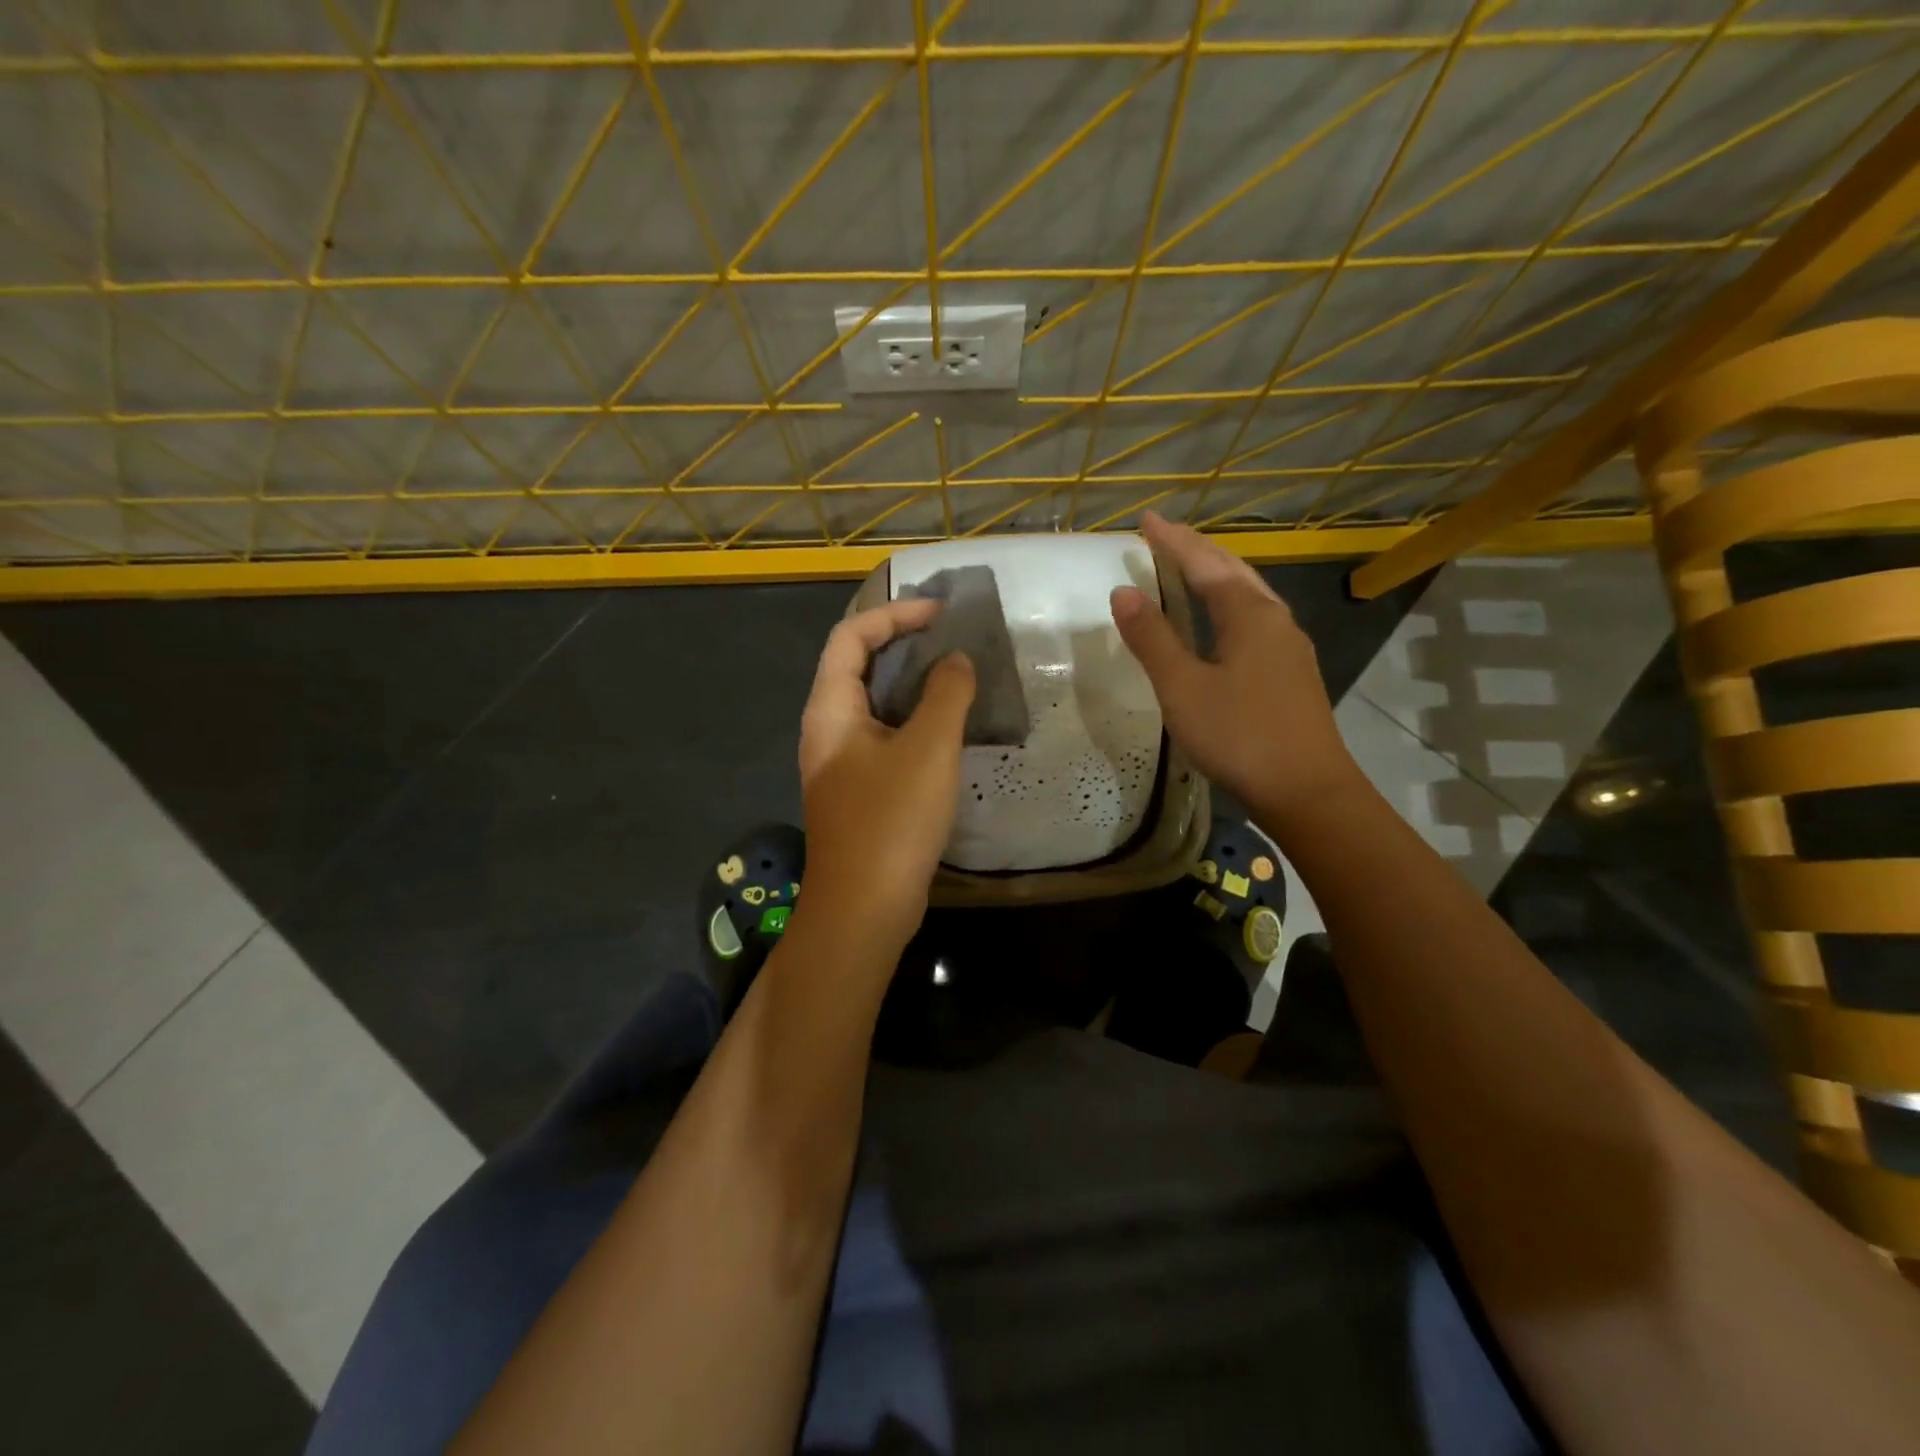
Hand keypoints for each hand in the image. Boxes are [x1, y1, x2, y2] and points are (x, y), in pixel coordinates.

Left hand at [796, 599, 975, 954]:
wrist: (864, 909)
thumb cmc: (891, 821)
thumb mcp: (927, 749)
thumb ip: (946, 694)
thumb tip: (956, 660)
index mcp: (830, 710)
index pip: (850, 637)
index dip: (894, 614)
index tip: (941, 613)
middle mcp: (827, 729)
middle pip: (857, 665)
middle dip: (903, 643)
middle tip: (953, 639)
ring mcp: (841, 762)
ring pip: (874, 704)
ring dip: (912, 682)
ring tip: (957, 674)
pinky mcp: (860, 790)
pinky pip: (885, 736)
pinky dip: (914, 719)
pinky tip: (948, 727)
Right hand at [1110, 511, 1364, 829]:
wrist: (1307, 790)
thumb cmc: (1239, 735)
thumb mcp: (1183, 688)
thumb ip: (1152, 639)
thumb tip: (1123, 592)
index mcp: (1249, 615)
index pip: (1205, 563)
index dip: (1173, 541)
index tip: (1145, 519)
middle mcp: (1274, 620)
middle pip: (1233, 571)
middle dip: (1197, 550)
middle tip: (1163, 537)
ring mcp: (1289, 647)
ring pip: (1248, 595)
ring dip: (1216, 576)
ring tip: (1187, 569)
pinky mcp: (1291, 673)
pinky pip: (1254, 620)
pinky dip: (1227, 605)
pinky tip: (1218, 624)